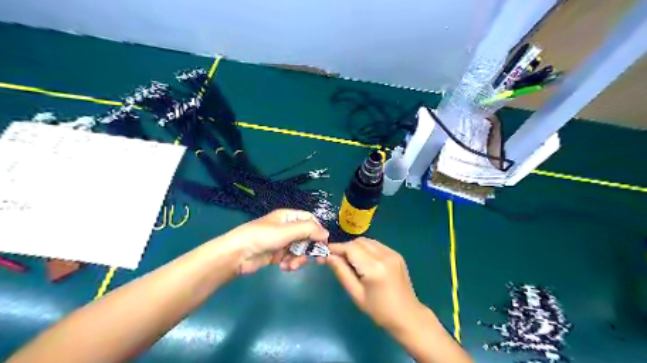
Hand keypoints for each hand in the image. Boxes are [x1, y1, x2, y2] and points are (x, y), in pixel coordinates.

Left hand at [225, 209, 329, 273]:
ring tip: (292, 265)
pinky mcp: (277, 255)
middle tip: (318, 261)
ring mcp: (282, 242)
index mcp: (288, 217)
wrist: (237, 254)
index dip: (318, 230)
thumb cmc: (263, 237)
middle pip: (307, 237)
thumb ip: (308, 230)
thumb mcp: (287, 231)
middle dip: (310, 248)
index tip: (323, 243)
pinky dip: (290, 263)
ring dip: (299, 258)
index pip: (309, 220)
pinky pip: (290, 258)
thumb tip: (327, 234)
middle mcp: (287, 228)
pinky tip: (285, 267)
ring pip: (299, 250)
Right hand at [326, 237, 422, 333]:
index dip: (337, 247)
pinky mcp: (396, 254)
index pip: (351, 249)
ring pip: (367, 241)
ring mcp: (392, 253)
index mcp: (374, 268)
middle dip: (345, 247)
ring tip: (349, 260)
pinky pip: (376, 245)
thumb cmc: (379, 310)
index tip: (325, 251)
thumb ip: (342, 272)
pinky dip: (366, 248)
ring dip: (355, 246)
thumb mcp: (356, 294)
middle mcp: (384, 256)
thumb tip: (328, 257)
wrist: (408, 315)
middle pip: (359, 242)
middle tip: (336, 258)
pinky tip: (363, 260)